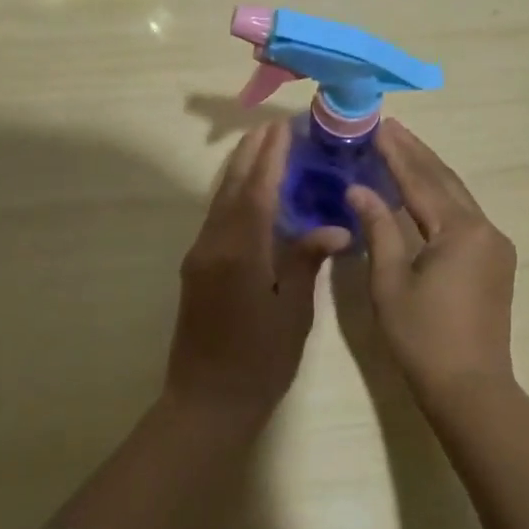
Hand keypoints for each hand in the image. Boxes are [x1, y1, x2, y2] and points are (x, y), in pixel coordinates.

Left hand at [165, 122, 348, 425]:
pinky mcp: (196, 268)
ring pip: (220, 201)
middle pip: (232, 187)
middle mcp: (213, 244)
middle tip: (272, 126)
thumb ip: (305, 262)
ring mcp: (199, 256)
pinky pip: (216, 218)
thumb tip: (332, 227)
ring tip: (260, 147)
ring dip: (239, 171)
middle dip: (251, 154)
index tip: (282, 127)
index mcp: (240, 251)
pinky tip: (247, 192)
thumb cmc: (259, 361)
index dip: (270, 157)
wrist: (206, 402)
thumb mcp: (293, 312)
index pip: (256, 190)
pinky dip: (233, 195)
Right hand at [346, 120, 517, 405]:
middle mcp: (484, 229)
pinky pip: (464, 216)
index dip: (396, 153)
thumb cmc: (422, 337)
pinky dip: (440, 197)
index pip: (421, 181)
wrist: (470, 388)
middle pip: (445, 180)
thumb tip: (359, 189)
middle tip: (390, 127)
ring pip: (457, 196)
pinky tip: (422, 190)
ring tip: (403, 148)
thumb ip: (378, 229)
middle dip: (416, 153)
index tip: (378, 126)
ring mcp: (494, 245)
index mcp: (460, 231)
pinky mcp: (495, 261)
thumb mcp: (389, 282)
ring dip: (429, 172)